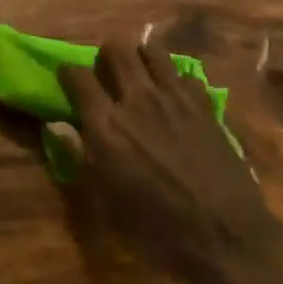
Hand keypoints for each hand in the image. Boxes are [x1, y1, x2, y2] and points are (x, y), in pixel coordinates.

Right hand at [56, 39, 282, 283]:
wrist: (224, 234)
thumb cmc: (155, 227)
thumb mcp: (106, 200)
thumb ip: (81, 155)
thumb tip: (58, 126)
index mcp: (106, 125)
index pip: (77, 76)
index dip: (68, 72)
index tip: (67, 78)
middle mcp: (138, 100)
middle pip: (117, 49)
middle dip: (106, 54)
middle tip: (106, 72)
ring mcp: (175, 98)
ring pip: (153, 50)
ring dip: (141, 56)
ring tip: (139, 74)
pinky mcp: (204, 105)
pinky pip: (185, 74)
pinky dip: (174, 80)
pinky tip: (174, 98)